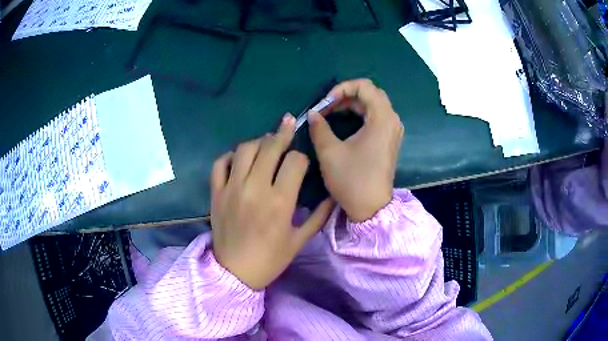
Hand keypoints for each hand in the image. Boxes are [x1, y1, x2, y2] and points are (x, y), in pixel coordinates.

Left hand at [210, 114, 333, 289]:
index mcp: (280, 201)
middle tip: (288, 124)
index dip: (302, 157)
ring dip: (258, 141)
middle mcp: (255, 188)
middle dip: (283, 133)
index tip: (302, 162)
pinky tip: (239, 159)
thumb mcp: (300, 240)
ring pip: (244, 149)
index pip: (295, 161)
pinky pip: (220, 163)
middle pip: (270, 147)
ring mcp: (232, 188)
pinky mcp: (216, 192)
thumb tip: (332, 195)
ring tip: (266, 142)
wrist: (235, 272)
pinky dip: (230, 156)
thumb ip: (319, 215)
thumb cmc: (270, 259)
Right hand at [308, 79, 403, 221]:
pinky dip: (359, 114)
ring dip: (351, 104)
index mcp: (382, 118)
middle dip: (346, 95)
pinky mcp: (389, 139)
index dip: (342, 88)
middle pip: (370, 93)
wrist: (371, 208)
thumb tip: (313, 113)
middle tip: (326, 107)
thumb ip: (319, 127)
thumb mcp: (330, 151)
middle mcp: (392, 120)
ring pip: (373, 104)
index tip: (325, 102)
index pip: (365, 86)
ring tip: (330, 113)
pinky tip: (344, 121)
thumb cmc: (352, 179)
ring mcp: (392, 130)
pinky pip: (375, 116)